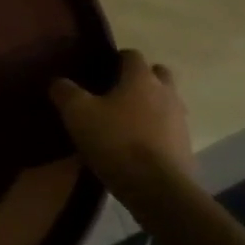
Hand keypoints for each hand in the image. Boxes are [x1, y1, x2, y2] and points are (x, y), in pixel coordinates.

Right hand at [51, 51, 196, 194]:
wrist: (158, 190)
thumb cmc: (116, 142)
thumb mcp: (78, 114)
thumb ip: (65, 92)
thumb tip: (58, 82)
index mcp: (141, 78)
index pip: (132, 55)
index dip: (116, 59)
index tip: (100, 70)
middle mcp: (166, 93)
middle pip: (158, 74)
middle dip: (141, 79)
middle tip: (117, 93)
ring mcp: (180, 121)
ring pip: (166, 102)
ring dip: (151, 107)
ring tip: (126, 122)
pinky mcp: (186, 148)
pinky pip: (170, 130)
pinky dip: (157, 133)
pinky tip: (138, 148)